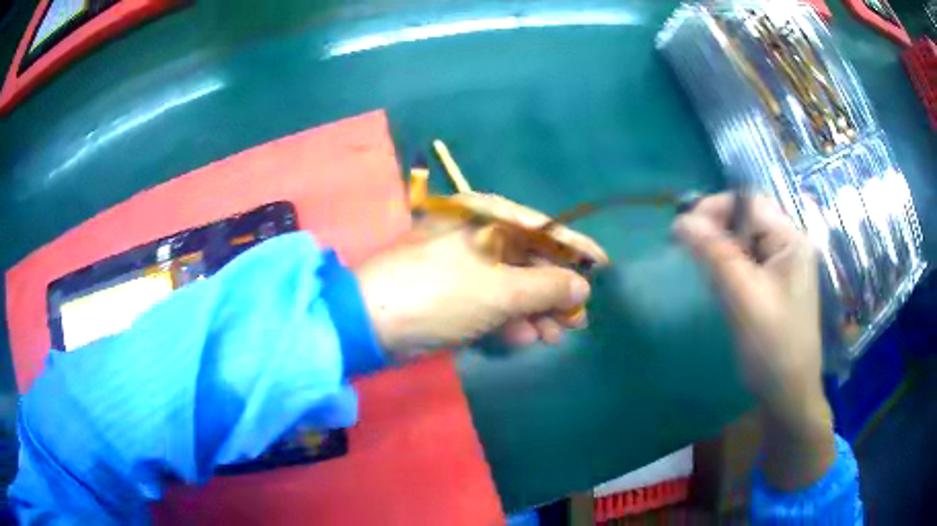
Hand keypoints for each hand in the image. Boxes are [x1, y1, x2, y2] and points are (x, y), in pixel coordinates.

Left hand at [355, 193, 608, 356]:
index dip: (575, 248)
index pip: (543, 227)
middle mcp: (476, 235)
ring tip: (556, 337)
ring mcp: (461, 265)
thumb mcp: (500, 290)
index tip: (603, 266)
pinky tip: (523, 338)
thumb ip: (546, 287)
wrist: (371, 323)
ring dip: (534, 312)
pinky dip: (507, 320)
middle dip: (554, 292)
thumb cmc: (441, 293)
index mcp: (486, 217)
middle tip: (578, 321)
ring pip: (510, 285)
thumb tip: (581, 287)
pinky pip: (489, 302)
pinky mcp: (451, 293)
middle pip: (528, 260)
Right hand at [674, 193, 834, 489]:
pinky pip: (747, 260)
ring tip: (699, 264)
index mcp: (791, 241)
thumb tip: (681, 220)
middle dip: (715, 226)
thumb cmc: (772, 348)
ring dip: (719, 246)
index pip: (750, 203)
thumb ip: (715, 255)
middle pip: (747, 217)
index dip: (715, 208)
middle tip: (687, 247)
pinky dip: (728, 263)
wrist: (787, 395)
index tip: (682, 230)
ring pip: (744, 239)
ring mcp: (783, 265)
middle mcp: (789, 245)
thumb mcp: (743, 299)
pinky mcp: (774, 284)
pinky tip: (717, 280)